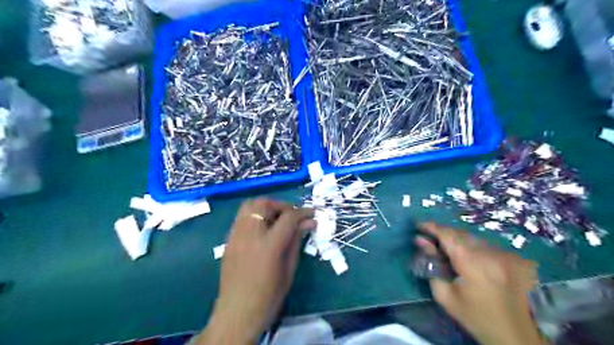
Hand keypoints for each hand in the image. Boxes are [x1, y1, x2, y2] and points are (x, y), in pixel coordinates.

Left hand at [197, 198, 315, 343]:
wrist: (237, 313)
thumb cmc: (268, 296)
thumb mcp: (289, 269)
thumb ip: (296, 241)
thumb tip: (308, 223)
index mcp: (269, 245)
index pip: (288, 217)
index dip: (303, 212)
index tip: (312, 214)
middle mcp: (250, 235)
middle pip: (264, 203)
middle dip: (282, 205)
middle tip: (292, 215)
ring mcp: (236, 235)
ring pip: (249, 206)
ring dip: (266, 207)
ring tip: (277, 218)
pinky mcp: (228, 240)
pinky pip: (242, 217)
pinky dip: (255, 215)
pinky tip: (262, 229)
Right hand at [417, 222, 541, 343]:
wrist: (517, 336)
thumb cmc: (476, 317)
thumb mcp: (445, 296)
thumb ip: (432, 265)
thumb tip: (422, 242)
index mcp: (473, 263)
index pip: (448, 235)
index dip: (432, 227)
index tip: (419, 225)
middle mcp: (492, 253)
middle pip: (461, 234)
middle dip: (444, 234)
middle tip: (431, 240)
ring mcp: (508, 254)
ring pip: (475, 238)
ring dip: (460, 241)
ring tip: (450, 251)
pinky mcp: (517, 258)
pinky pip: (488, 246)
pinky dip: (475, 248)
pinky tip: (471, 260)